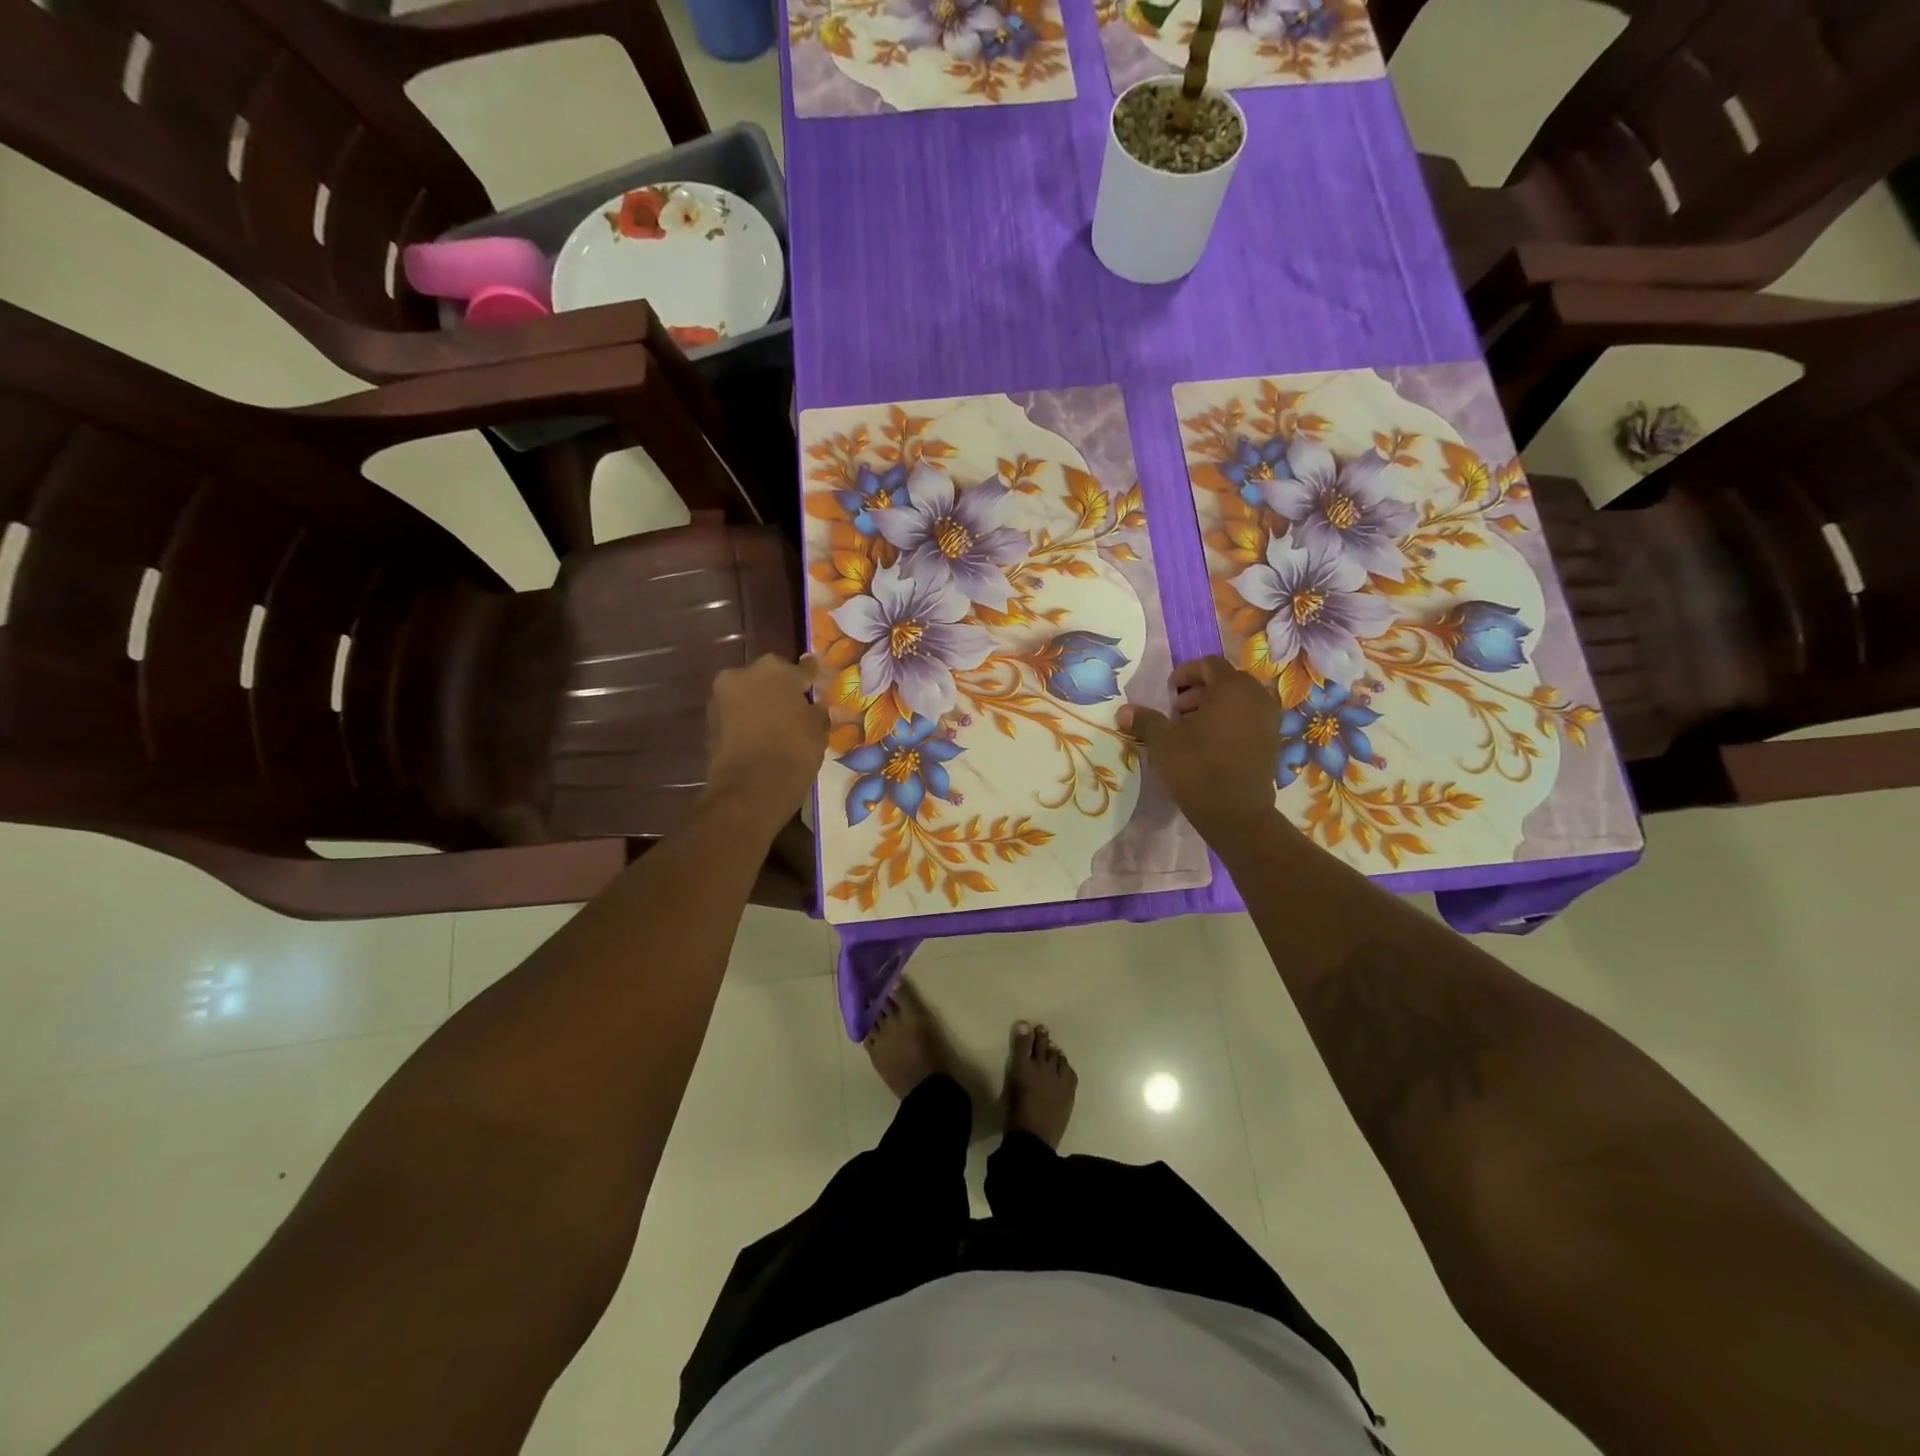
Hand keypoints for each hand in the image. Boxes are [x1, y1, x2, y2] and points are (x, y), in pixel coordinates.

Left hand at [702, 654, 828, 835]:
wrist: (748, 791)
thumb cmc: (793, 753)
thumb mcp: (818, 731)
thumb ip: (816, 711)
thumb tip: (813, 706)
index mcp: (775, 670)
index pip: (800, 669)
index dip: (810, 679)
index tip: (815, 683)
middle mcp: (743, 674)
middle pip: (768, 678)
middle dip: (780, 690)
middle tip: (796, 709)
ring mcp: (721, 697)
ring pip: (749, 696)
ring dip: (761, 706)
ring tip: (778, 726)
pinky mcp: (709, 722)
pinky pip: (736, 715)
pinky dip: (747, 722)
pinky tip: (761, 738)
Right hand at [1119, 656, 1282, 841]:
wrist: (1236, 814)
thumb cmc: (1197, 769)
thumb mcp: (1163, 742)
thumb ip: (1145, 720)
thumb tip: (1124, 710)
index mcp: (1232, 688)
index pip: (1209, 664)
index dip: (1185, 673)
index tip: (1168, 692)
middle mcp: (1257, 697)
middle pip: (1226, 681)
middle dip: (1199, 692)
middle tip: (1177, 712)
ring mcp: (1270, 720)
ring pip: (1239, 701)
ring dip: (1215, 708)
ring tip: (1192, 730)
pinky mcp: (1273, 742)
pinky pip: (1249, 719)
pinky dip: (1230, 723)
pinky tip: (1210, 745)